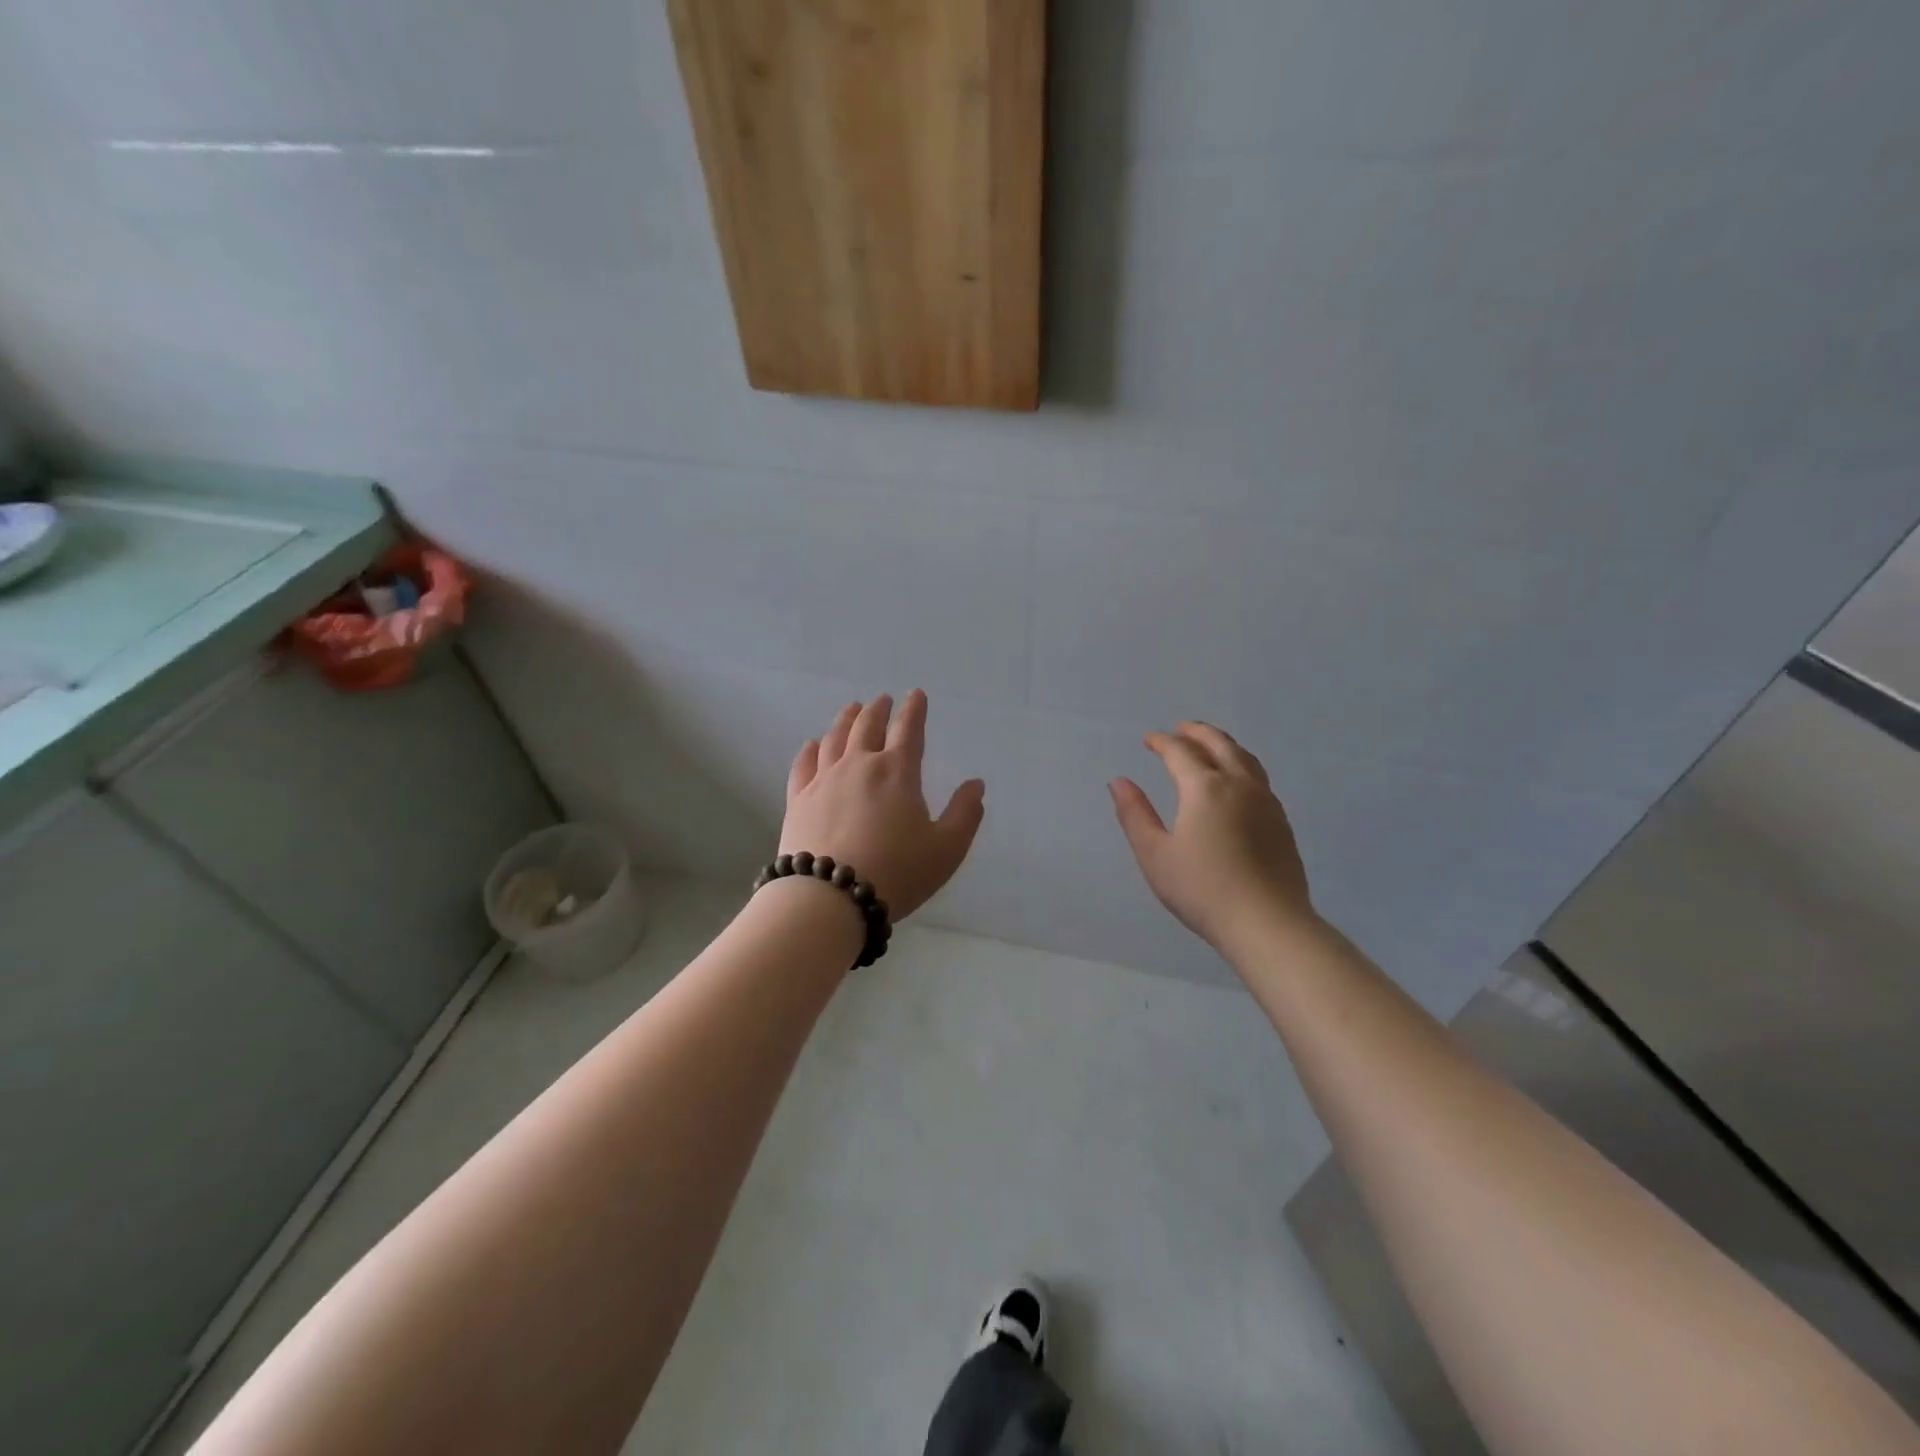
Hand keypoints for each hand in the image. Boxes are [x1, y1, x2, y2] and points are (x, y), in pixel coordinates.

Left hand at [779, 690, 986, 919]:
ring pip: (835, 738)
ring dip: (846, 720)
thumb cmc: (896, 872)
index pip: (909, 730)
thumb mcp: (946, 849)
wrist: (829, 897)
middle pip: (868, 726)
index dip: (915, 710)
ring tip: (852, 709)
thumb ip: (964, 814)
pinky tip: (813, 745)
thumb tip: (976, 785)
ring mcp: (824, 780)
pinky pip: (804, 764)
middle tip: (883, 700)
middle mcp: (859, 765)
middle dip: (879, 710)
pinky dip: (810, 749)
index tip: (916, 695)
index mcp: (898, 772)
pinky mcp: (798, 799)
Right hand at [1109, 721, 1313, 950]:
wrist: (1267, 923)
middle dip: (1197, 732)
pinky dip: (1240, 764)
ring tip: (1210, 745)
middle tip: (1180, 729)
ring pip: (1245, 758)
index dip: (1162, 742)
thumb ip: (1135, 815)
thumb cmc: (1202, 889)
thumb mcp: (1155, 855)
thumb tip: (1119, 782)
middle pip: (1219, 744)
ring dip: (1223, 744)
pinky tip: (1236, 782)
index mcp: (1204, 788)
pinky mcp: (1281, 822)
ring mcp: (1266, 802)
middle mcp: (1239, 784)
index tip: (1148, 739)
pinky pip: (1258, 777)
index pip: (1180, 752)